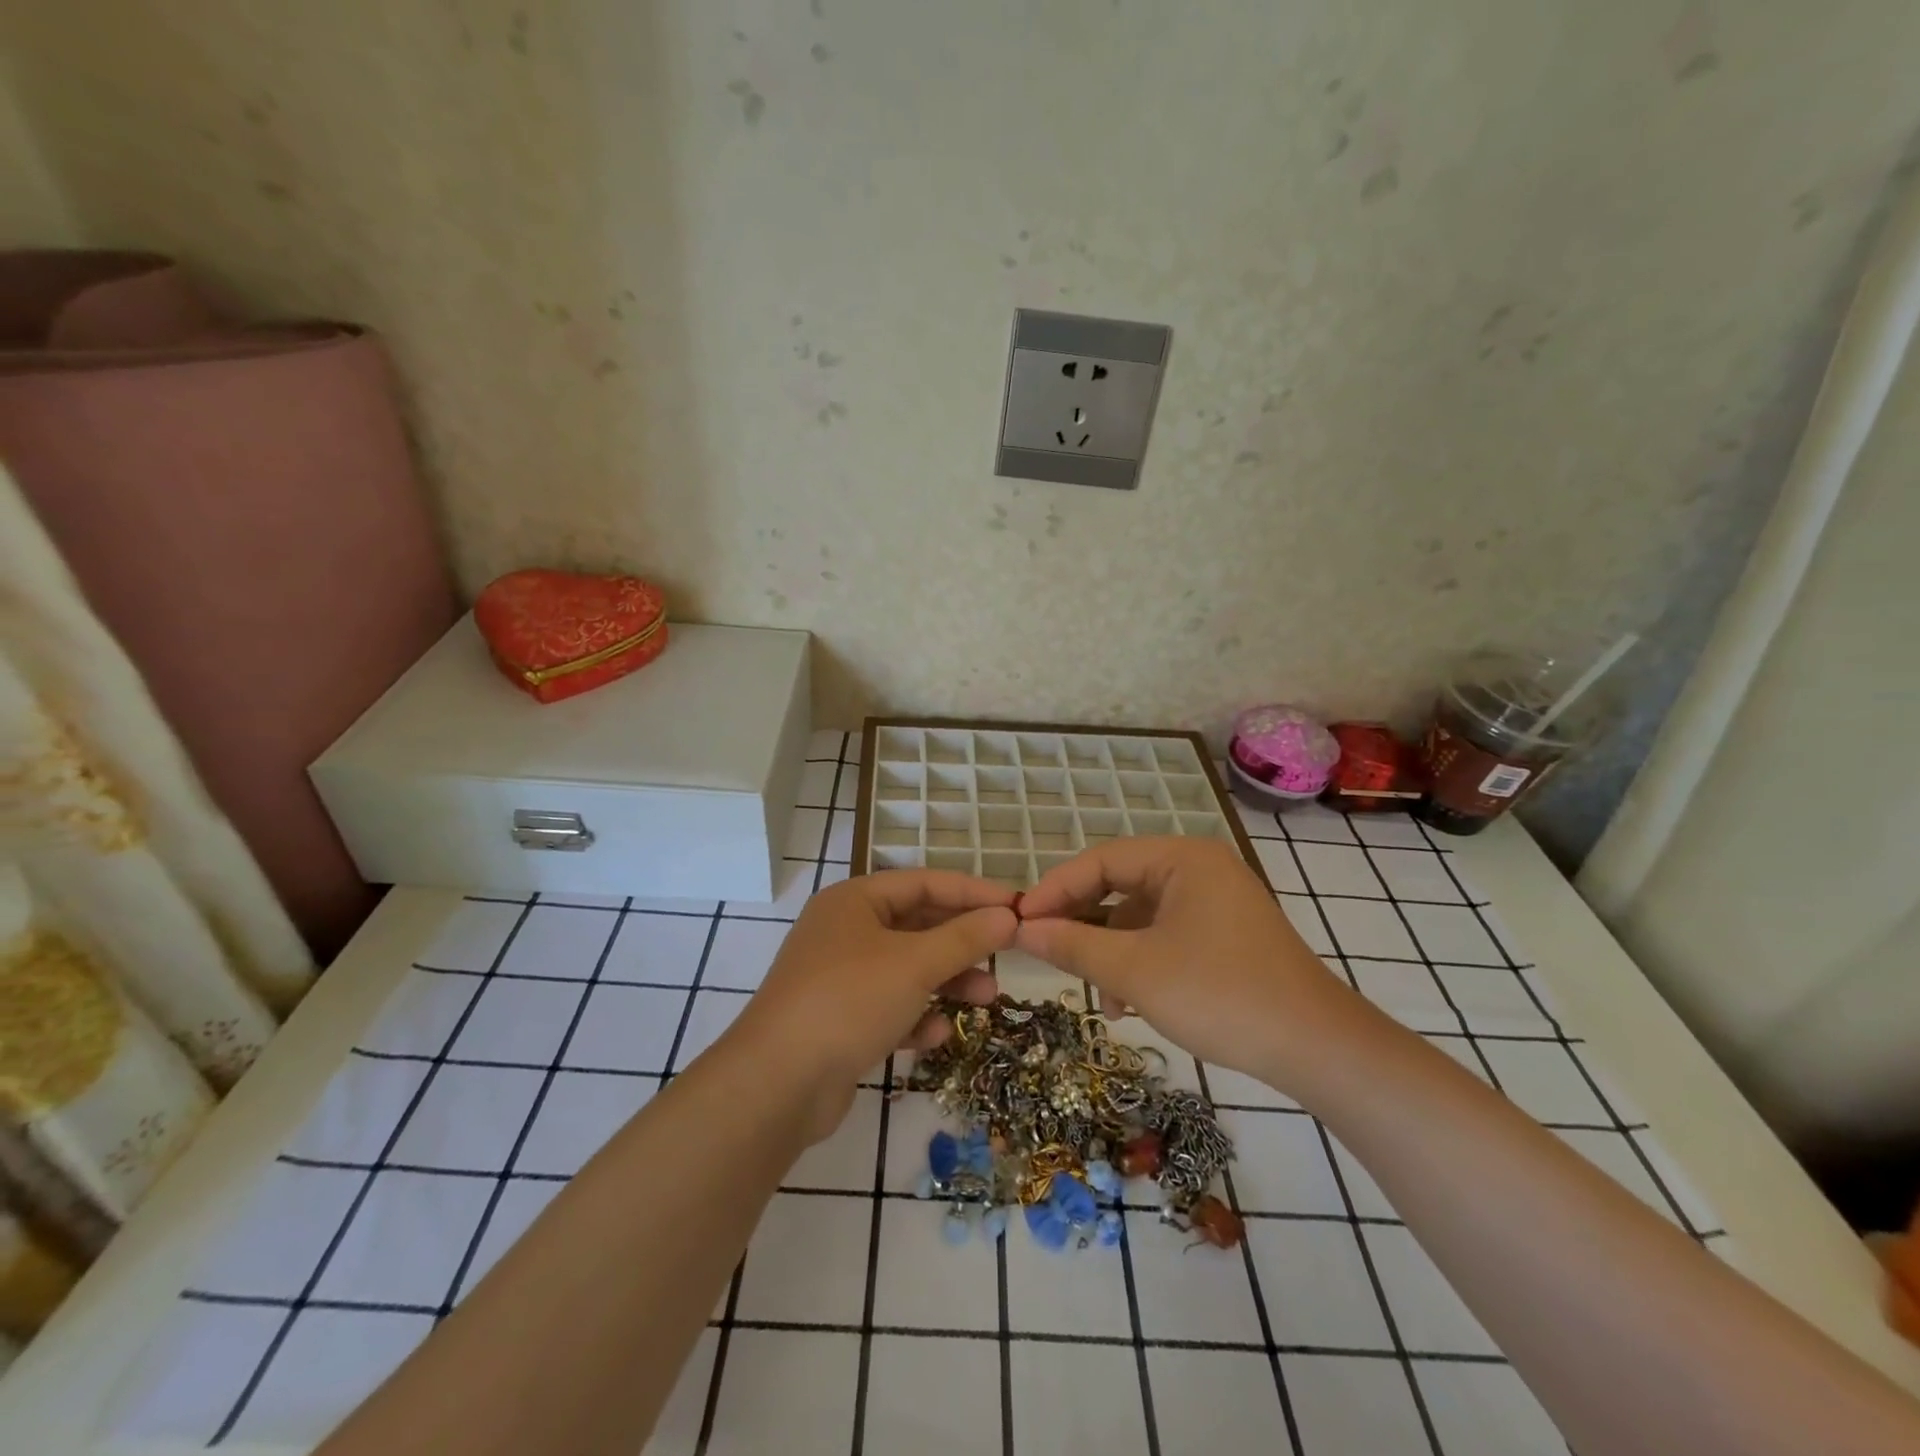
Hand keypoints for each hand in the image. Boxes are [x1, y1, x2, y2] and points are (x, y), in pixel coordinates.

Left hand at [724, 870, 1018, 1138]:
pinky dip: (916, 1017)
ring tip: (987, 1000)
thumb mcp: (915, 964)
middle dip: (963, 944)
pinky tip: (936, 1036)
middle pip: (918, 926)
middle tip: (1006, 955)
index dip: (973, 893)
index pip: (925, 882)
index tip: (1017, 907)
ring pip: (907, 969)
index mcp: (855, 900)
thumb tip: (1007, 916)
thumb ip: (964, 938)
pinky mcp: (840, 1020)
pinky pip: (890, 1007)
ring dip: (947, 982)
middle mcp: (846, 931)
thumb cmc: (849, 1001)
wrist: (778, 1084)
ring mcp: (840, 977)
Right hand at [1013, 837, 1351, 1093]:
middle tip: (1047, 952)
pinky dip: (1141, 962)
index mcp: (1182, 858)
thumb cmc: (1220, 995)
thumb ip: (1074, 945)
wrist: (1318, 1049)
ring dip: (1111, 951)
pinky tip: (1130, 1003)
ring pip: (1141, 916)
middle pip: (1120, 885)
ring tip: (1098, 995)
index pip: (1100, 860)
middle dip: (1082, 923)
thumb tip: (1022, 930)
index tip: (1020, 922)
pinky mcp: (1226, 935)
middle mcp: (1199, 868)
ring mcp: (1216, 902)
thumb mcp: (1136, 971)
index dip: (1055, 889)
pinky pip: (1166, 935)